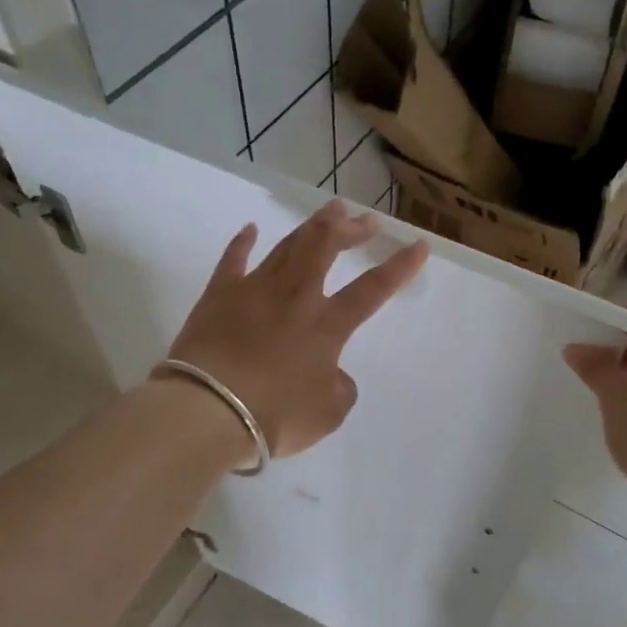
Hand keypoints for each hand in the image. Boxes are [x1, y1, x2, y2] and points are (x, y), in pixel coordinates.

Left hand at [164, 200, 428, 458]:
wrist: (208, 409)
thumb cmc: (275, 415)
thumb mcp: (327, 414)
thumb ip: (340, 389)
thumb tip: (335, 374)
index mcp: (327, 326)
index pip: (372, 290)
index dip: (399, 268)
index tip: (418, 246)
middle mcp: (295, 297)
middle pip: (326, 249)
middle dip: (350, 230)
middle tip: (365, 219)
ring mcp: (254, 290)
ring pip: (288, 247)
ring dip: (312, 227)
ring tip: (329, 211)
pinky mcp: (218, 295)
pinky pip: (233, 260)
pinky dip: (243, 242)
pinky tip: (250, 229)